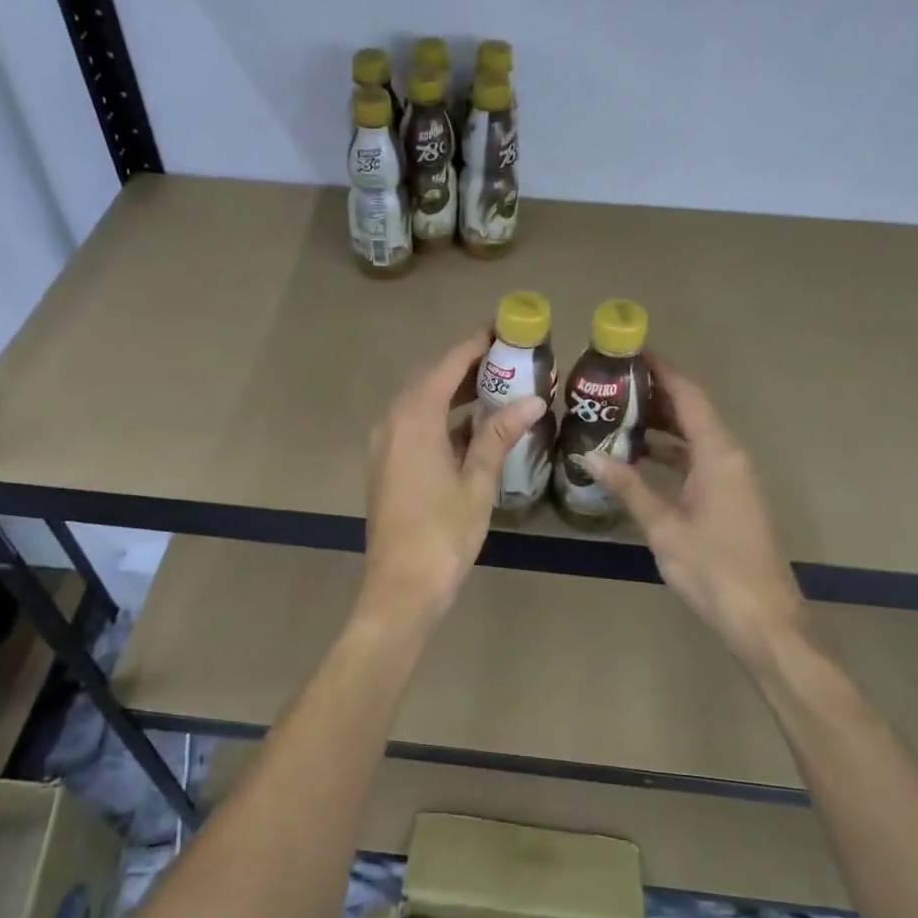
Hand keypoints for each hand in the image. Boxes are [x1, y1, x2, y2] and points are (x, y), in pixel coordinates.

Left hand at [359, 329, 548, 631]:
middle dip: (466, 368)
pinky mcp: (385, 466)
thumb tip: (533, 399)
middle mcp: (392, 423)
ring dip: (453, 395)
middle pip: (430, 381)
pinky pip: (413, 427)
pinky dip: (441, 420)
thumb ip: (500, 436)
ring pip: (420, 405)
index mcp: (414, 420)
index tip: (502, 329)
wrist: (400, 587)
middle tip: (507, 360)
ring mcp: (384, 446)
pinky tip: (471, 430)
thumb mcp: (477, 482)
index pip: (447, 367)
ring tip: (496, 389)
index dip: (474, 345)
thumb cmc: (443, 533)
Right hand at [586, 359, 804, 662]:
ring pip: (693, 439)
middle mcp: (728, 458)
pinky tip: (638, 461)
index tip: (631, 352)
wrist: (762, 618)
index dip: (662, 371)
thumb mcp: (664, 527)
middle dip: (655, 396)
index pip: (689, 396)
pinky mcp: (729, 499)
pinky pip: (696, 462)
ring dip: (660, 427)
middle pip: (692, 413)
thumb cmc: (713, 568)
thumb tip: (589, 455)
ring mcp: (731, 480)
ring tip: (616, 417)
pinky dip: (669, 455)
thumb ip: (629, 487)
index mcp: (718, 455)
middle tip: (611, 386)